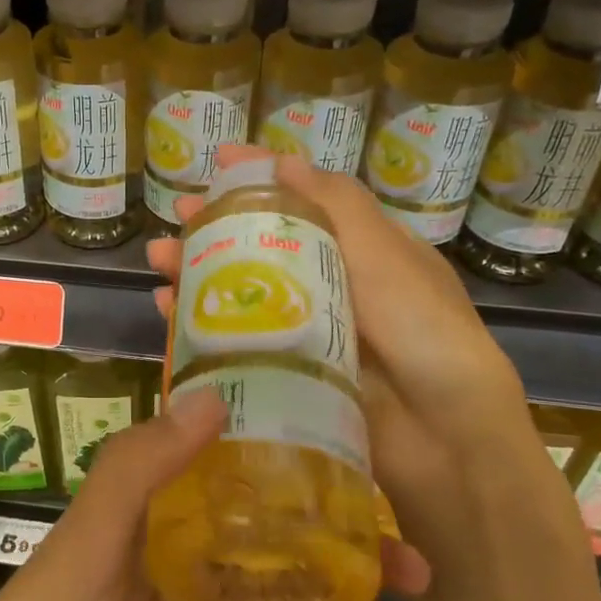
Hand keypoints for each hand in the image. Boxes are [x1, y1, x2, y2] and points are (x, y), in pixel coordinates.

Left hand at [0, 391, 429, 600]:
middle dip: (345, 547)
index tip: (368, 463)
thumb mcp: (88, 537)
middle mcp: (185, 547)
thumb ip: (141, 466)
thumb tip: (211, 396)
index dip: (299, 458)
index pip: (238, 464)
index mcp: (159, 501)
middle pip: (279, 536)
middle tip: (416, 567)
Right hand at [146, 145, 553, 570]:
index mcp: (362, 251)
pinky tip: (166, 311)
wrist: (444, 439)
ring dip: (198, 271)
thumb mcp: (388, 257)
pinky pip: (235, 339)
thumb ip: (338, 207)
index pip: (305, 200)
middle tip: (175, 215)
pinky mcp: (285, 372)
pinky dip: (200, 323)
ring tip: (157, 259)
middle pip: (263, 245)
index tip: (218, 161)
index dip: (261, 177)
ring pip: (242, 290)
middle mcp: (331, 285)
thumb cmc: (423, 331)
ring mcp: (306, 331)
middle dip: (216, 226)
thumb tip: (283, 161)